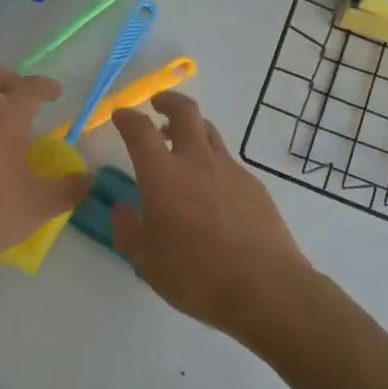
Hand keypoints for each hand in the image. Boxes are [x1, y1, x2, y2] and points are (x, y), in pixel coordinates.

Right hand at [110, 91, 322, 345]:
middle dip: (168, 101)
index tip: (120, 116)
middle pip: (185, 111)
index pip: (140, 130)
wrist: (266, 288)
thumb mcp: (147, 261)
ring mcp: (230, 170)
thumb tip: (122, 208)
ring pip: (209, 131)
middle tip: (157, 105)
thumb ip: (128, 230)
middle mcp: (197, 162)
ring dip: (191, 128)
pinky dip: (212, 161)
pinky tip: (210, 188)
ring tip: (181, 142)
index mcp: (163, 176)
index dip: (127, 118)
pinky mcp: (254, 185)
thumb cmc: (196, 275)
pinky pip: (227, 161)